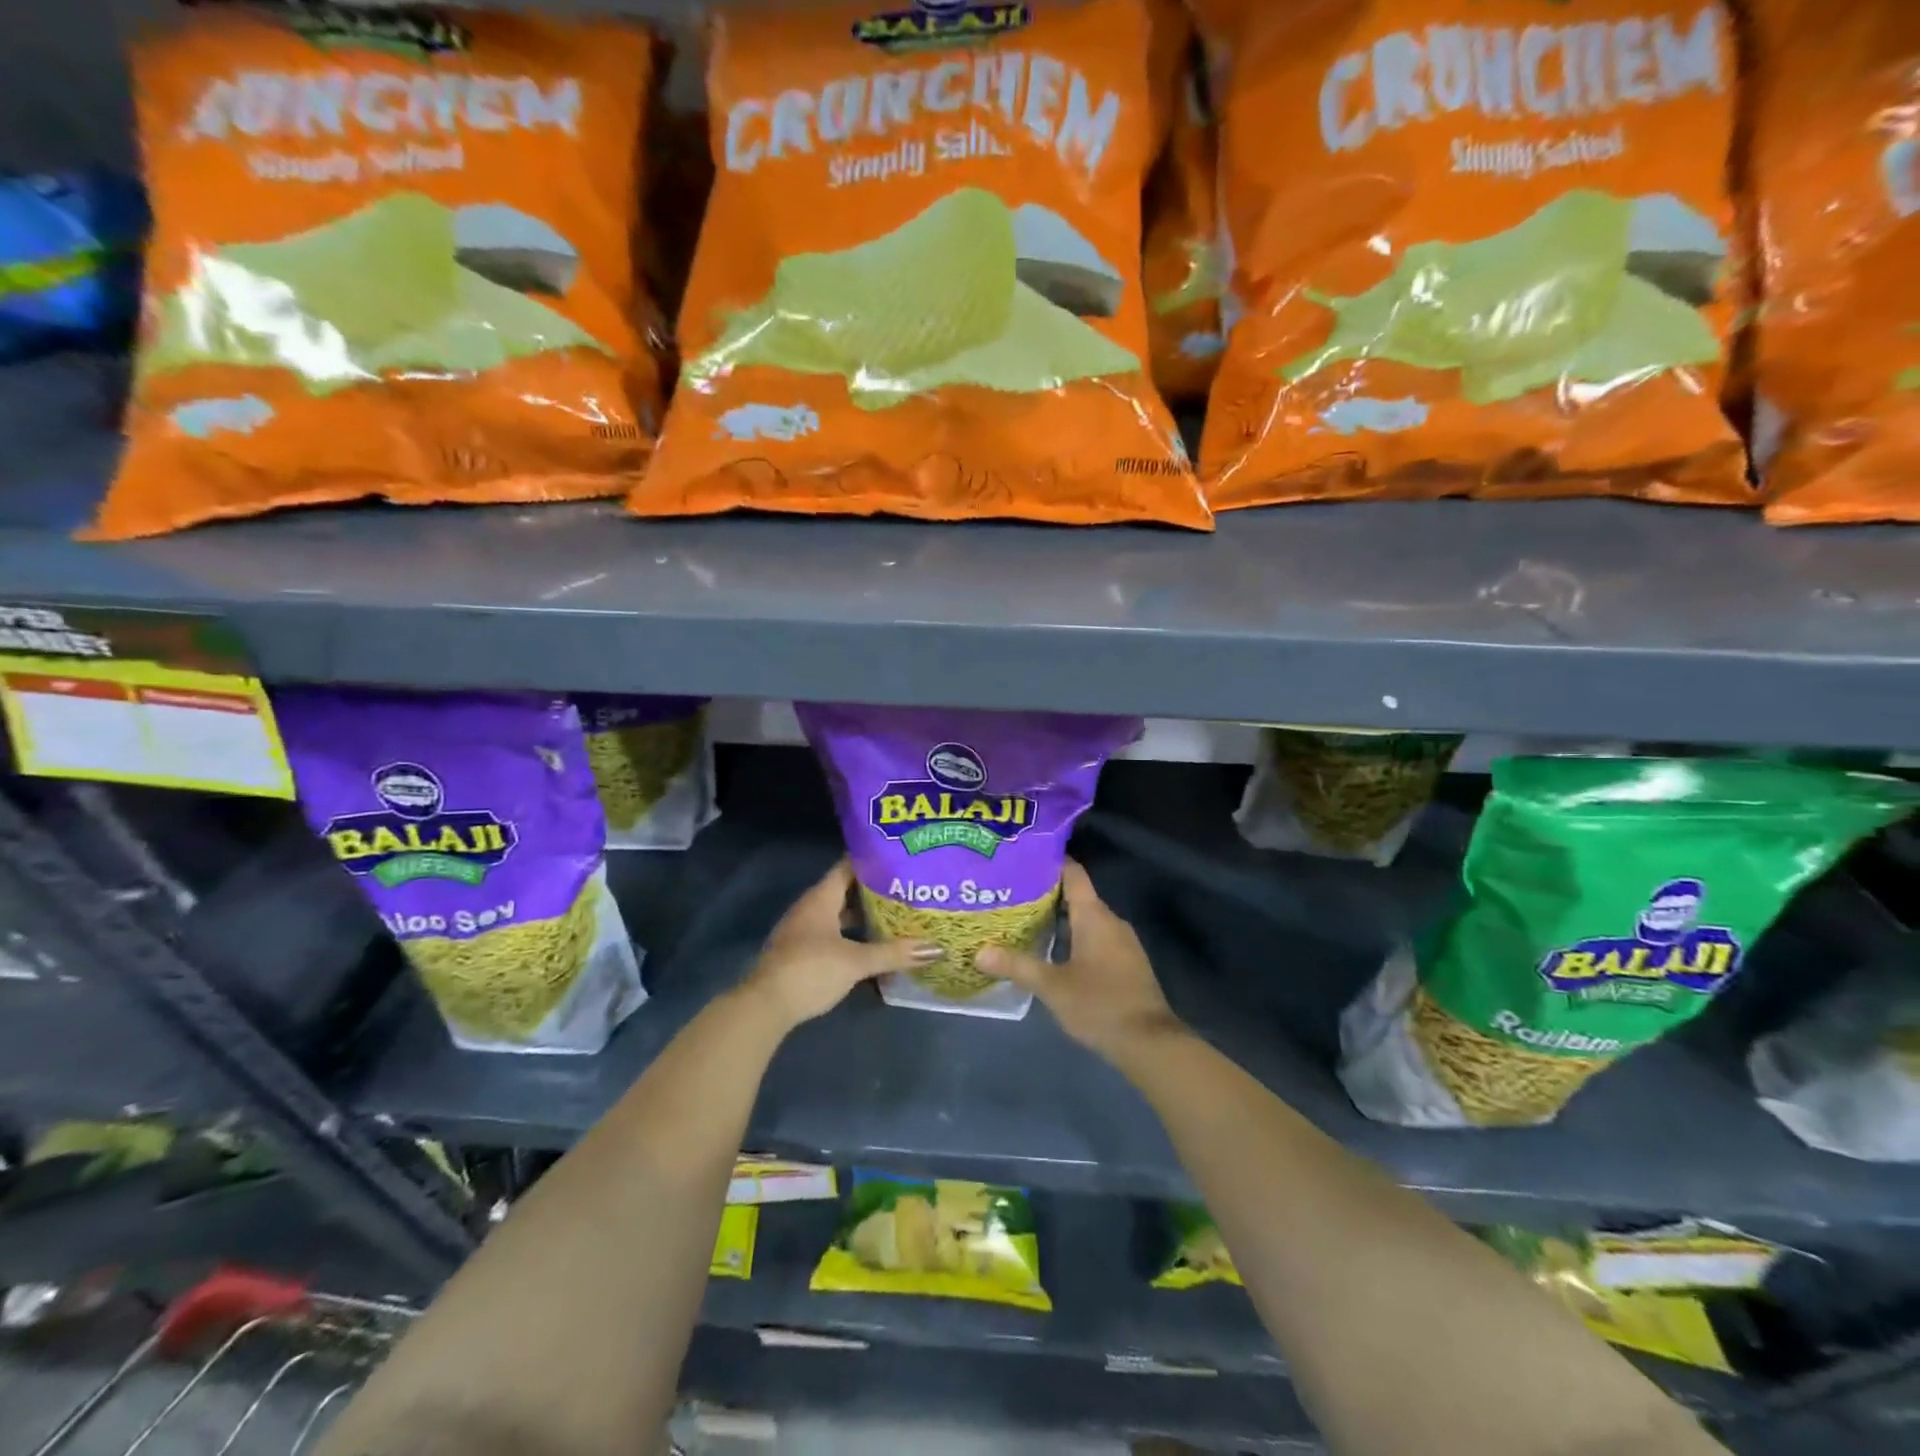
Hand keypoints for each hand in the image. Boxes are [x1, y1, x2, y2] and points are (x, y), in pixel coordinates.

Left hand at [742, 861, 942, 1030]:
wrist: (765, 1006)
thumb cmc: (810, 970)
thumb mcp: (856, 962)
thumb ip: (894, 953)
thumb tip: (936, 948)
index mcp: (821, 898)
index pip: (848, 866)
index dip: (872, 860)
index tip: (899, 857)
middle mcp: (811, 908)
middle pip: (846, 890)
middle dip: (874, 890)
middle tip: (906, 887)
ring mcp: (804, 931)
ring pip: (840, 914)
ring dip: (864, 915)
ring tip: (896, 915)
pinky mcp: (803, 953)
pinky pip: (834, 934)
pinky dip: (853, 935)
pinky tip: (873, 945)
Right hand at [977, 861, 1186, 1062]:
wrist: (1149, 1043)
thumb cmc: (1099, 1004)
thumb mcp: (1052, 986)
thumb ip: (1017, 966)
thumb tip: (980, 952)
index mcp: (1095, 916)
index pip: (1073, 874)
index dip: (1051, 863)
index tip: (1023, 860)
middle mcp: (1111, 922)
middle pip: (1077, 896)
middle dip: (1046, 895)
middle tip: (1011, 895)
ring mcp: (1122, 943)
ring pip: (1086, 920)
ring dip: (1059, 919)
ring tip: (1024, 921)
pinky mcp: (1125, 964)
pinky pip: (1095, 939)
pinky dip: (1073, 939)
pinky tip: (1051, 952)